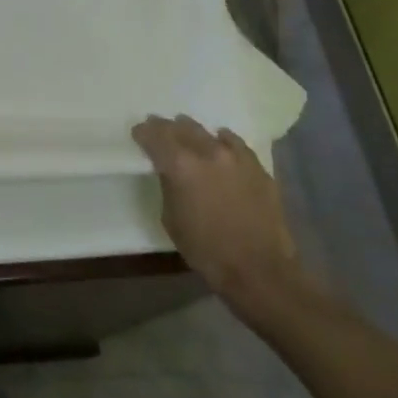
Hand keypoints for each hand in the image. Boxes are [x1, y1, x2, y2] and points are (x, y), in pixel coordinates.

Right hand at [131, 113, 303, 310]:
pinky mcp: (257, 167)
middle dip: (166, 127)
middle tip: (158, 129)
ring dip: (193, 131)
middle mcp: (206, 152)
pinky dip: (223, 140)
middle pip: (180, 127)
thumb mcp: (171, 218)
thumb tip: (170, 172)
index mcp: (179, 165)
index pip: (154, 136)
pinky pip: (235, 143)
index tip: (138, 133)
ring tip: (187, 134)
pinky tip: (220, 142)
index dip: (143, 132)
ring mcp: (235, 157)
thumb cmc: (206, 250)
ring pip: (207, 132)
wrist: (259, 270)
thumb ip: (168, 186)